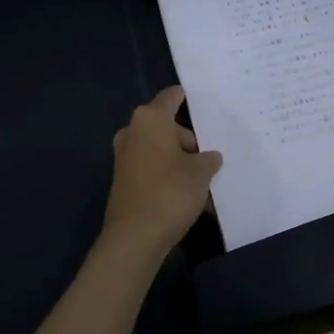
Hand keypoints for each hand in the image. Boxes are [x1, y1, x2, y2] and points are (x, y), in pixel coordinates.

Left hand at [101, 86, 223, 260]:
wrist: (135, 237)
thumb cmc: (170, 192)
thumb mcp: (201, 173)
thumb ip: (208, 159)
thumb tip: (208, 157)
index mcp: (150, 119)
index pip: (171, 96)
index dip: (188, 98)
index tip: (206, 105)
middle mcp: (133, 132)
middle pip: (166, 125)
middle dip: (188, 139)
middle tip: (210, 156)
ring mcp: (124, 157)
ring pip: (159, 148)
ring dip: (178, 159)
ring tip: (203, 179)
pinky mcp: (123, 180)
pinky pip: (151, 168)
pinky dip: (167, 174)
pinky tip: (186, 194)